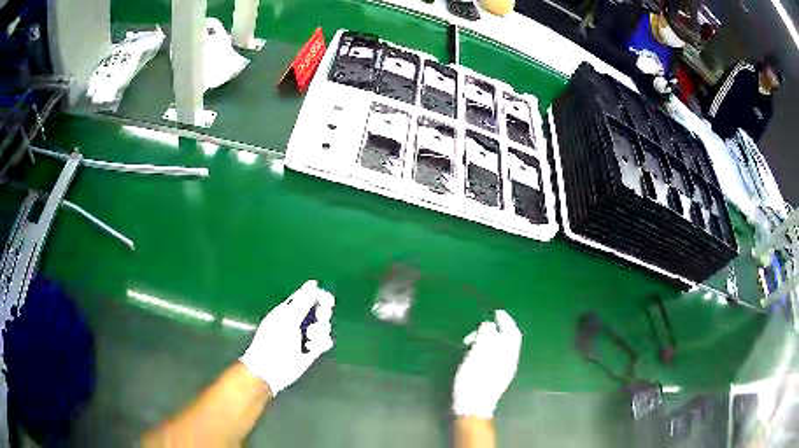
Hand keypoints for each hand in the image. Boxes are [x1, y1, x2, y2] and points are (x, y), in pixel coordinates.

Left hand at [240, 280, 334, 395]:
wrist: (271, 368)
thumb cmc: (274, 340)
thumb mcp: (288, 318)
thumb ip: (302, 301)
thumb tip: (313, 283)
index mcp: (289, 309)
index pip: (308, 295)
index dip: (319, 295)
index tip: (326, 301)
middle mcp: (298, 320)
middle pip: (320, 309)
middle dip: (322, 313)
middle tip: (319, 319)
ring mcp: (305, 335)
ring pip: (324, 326)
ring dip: (320, 332)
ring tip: (309, 340)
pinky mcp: (312, 349)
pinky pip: (325, 341)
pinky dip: (321, 343)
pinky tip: (312, 349)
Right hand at [452, 310, 521, 418]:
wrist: (473, 406)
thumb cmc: (475, 379)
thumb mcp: (478, 354)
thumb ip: (485, 337)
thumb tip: (488, 325)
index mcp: (508, 354)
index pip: (512, 332)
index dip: (506, 320)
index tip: (497, 312)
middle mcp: (509, 361)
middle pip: (506, 340)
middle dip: (493, 331)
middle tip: (478, 329)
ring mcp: (502, 370)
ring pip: (499, 349)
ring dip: (487, 341)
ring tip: (471, 343)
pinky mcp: (494, 377)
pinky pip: (493, 357)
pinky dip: (485, 351)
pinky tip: (473, 355)